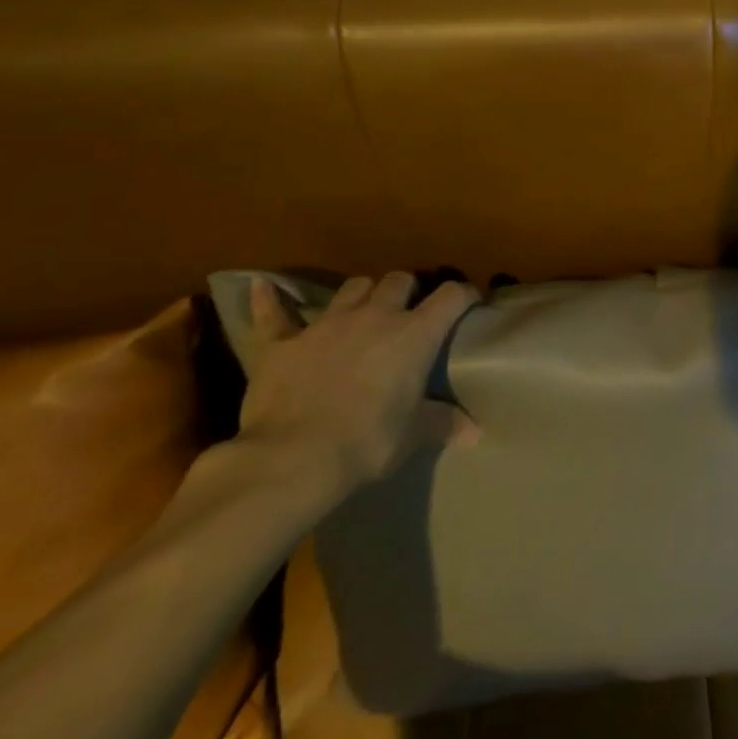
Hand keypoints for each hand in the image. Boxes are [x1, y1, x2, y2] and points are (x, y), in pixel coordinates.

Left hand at [238, 272, 480, 494]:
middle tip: (408, 310)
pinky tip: (262, 287)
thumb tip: (476, 431)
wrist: (293, 458)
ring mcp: (326, 324)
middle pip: (398, 280)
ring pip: (352, 287)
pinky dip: (270, 300)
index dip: (464, 295)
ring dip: (362, 293)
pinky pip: (274, 313)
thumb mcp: (412, 436)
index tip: (470, 302)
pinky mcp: (282, 342)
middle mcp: (374, 316)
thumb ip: (443, 423)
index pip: (451, 297)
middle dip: (407, 290)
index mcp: (414, 334)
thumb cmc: (367, 443)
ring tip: (363, 308)